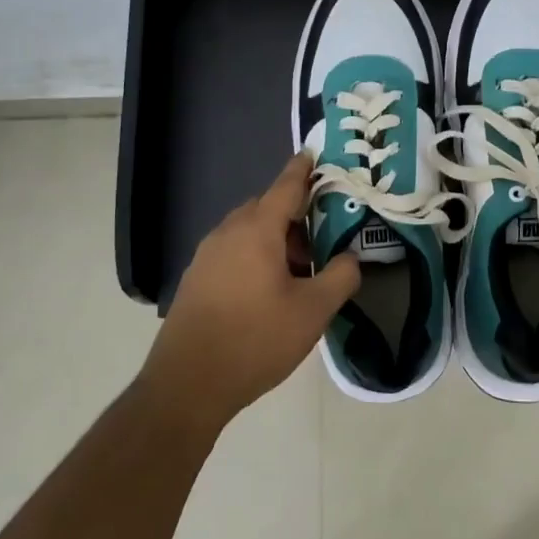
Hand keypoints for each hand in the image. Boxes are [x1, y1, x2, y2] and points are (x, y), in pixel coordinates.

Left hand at [141, 153, 360, 432]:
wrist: (187, 384)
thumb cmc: (255, 339)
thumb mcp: (313, 312)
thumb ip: (340, 277)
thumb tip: (351, 258)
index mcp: (257, 230)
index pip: (286, 187)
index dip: (303, 170)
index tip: (313, 154)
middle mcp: (228, 232)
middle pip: (266, 208)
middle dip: (294, 214)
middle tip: (321, 237)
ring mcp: (207, 255)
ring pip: (247, 231)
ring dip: (274, 238)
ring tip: (299, 270)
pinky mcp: (196, 278)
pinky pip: (232, 250)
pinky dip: (254, 254)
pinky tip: (267, 290)